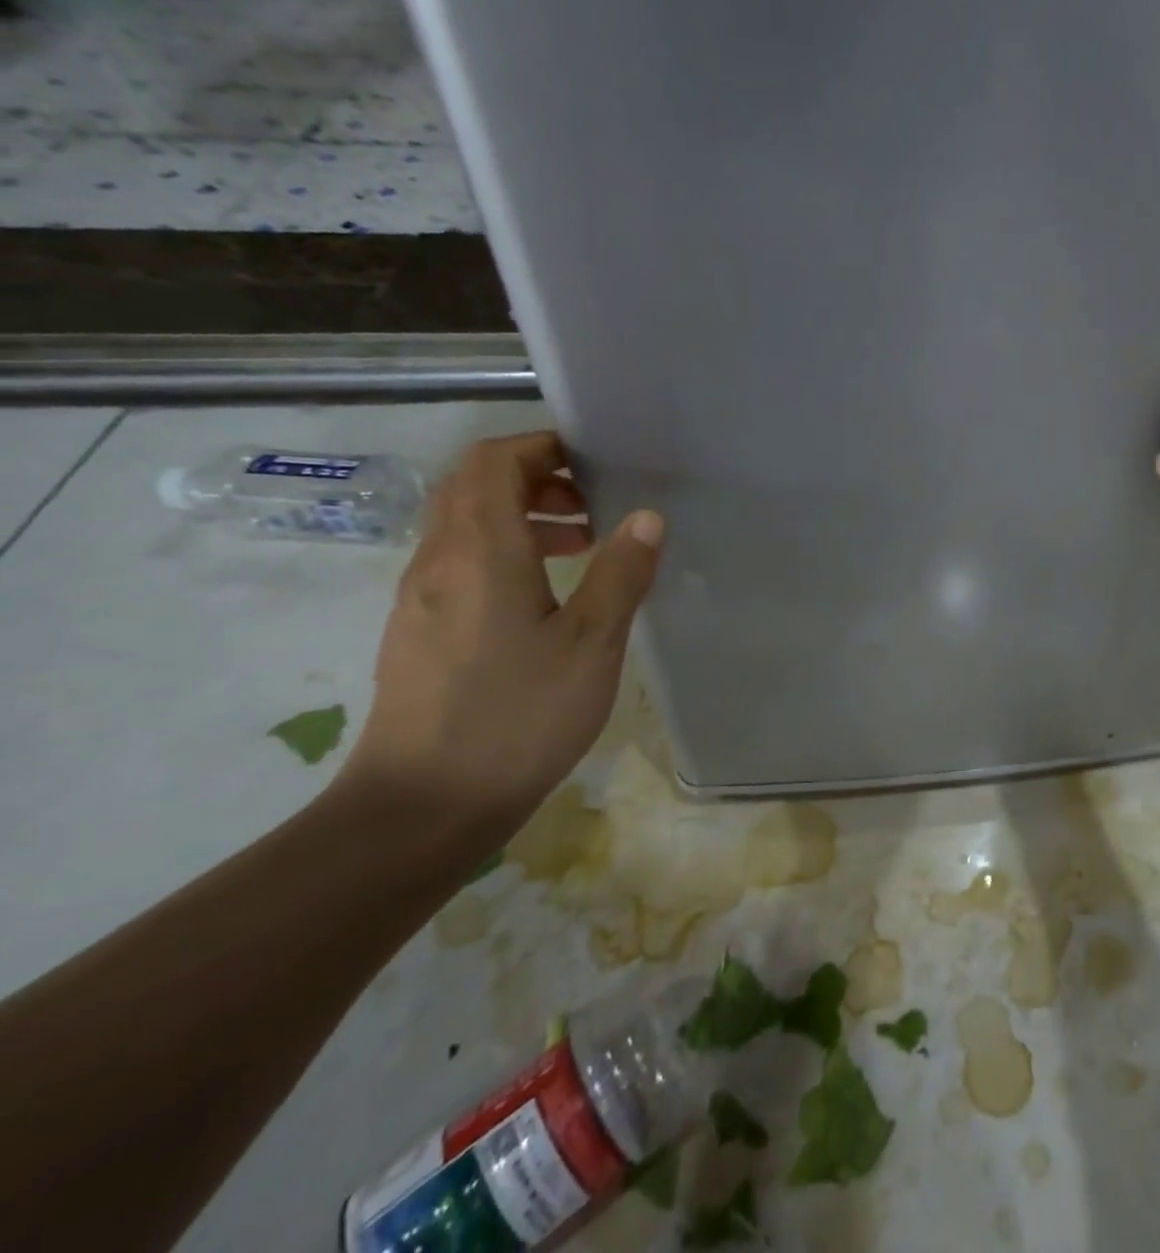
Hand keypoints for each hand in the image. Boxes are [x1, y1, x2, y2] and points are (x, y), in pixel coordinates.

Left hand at [342, 432, 664, 836]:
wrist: (422, 805)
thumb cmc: (517, 715)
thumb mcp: (591, 644)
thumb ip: (621, 573)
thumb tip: (647, 516)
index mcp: (481, 550)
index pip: (493, 461)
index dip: (541, 446)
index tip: (594, 462)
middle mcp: (439, 559)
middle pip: (475, 486)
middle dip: (536, 477)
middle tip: (595, 503)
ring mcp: (421, 596)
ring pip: (466, 524)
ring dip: (522, 516)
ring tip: (583, 545)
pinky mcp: (419, 630)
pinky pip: (460, 561)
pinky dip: (504, 552)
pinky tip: (546, 596)